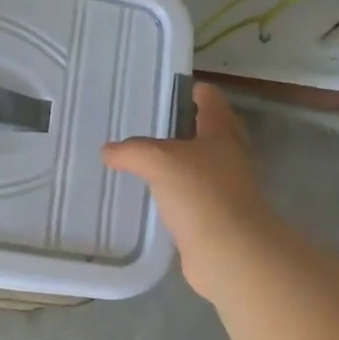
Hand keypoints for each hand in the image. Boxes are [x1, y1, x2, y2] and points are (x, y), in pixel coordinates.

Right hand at [102, 83, 274, 298]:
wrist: (229, 251)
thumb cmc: (200, 193)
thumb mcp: (158, 160)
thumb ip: (131, 151)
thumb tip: (108, 151)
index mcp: (222, 132)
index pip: (211, 99)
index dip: (193, 90)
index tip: (170, 88)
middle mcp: (230, 156)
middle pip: (211, 131)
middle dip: (186, 126)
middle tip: (153, 123)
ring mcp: (227, 188)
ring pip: (201, 164)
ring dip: (180, 161)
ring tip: (147, 159)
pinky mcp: (217, 216)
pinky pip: (193, 195)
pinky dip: (176, 191)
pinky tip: (154, 195)